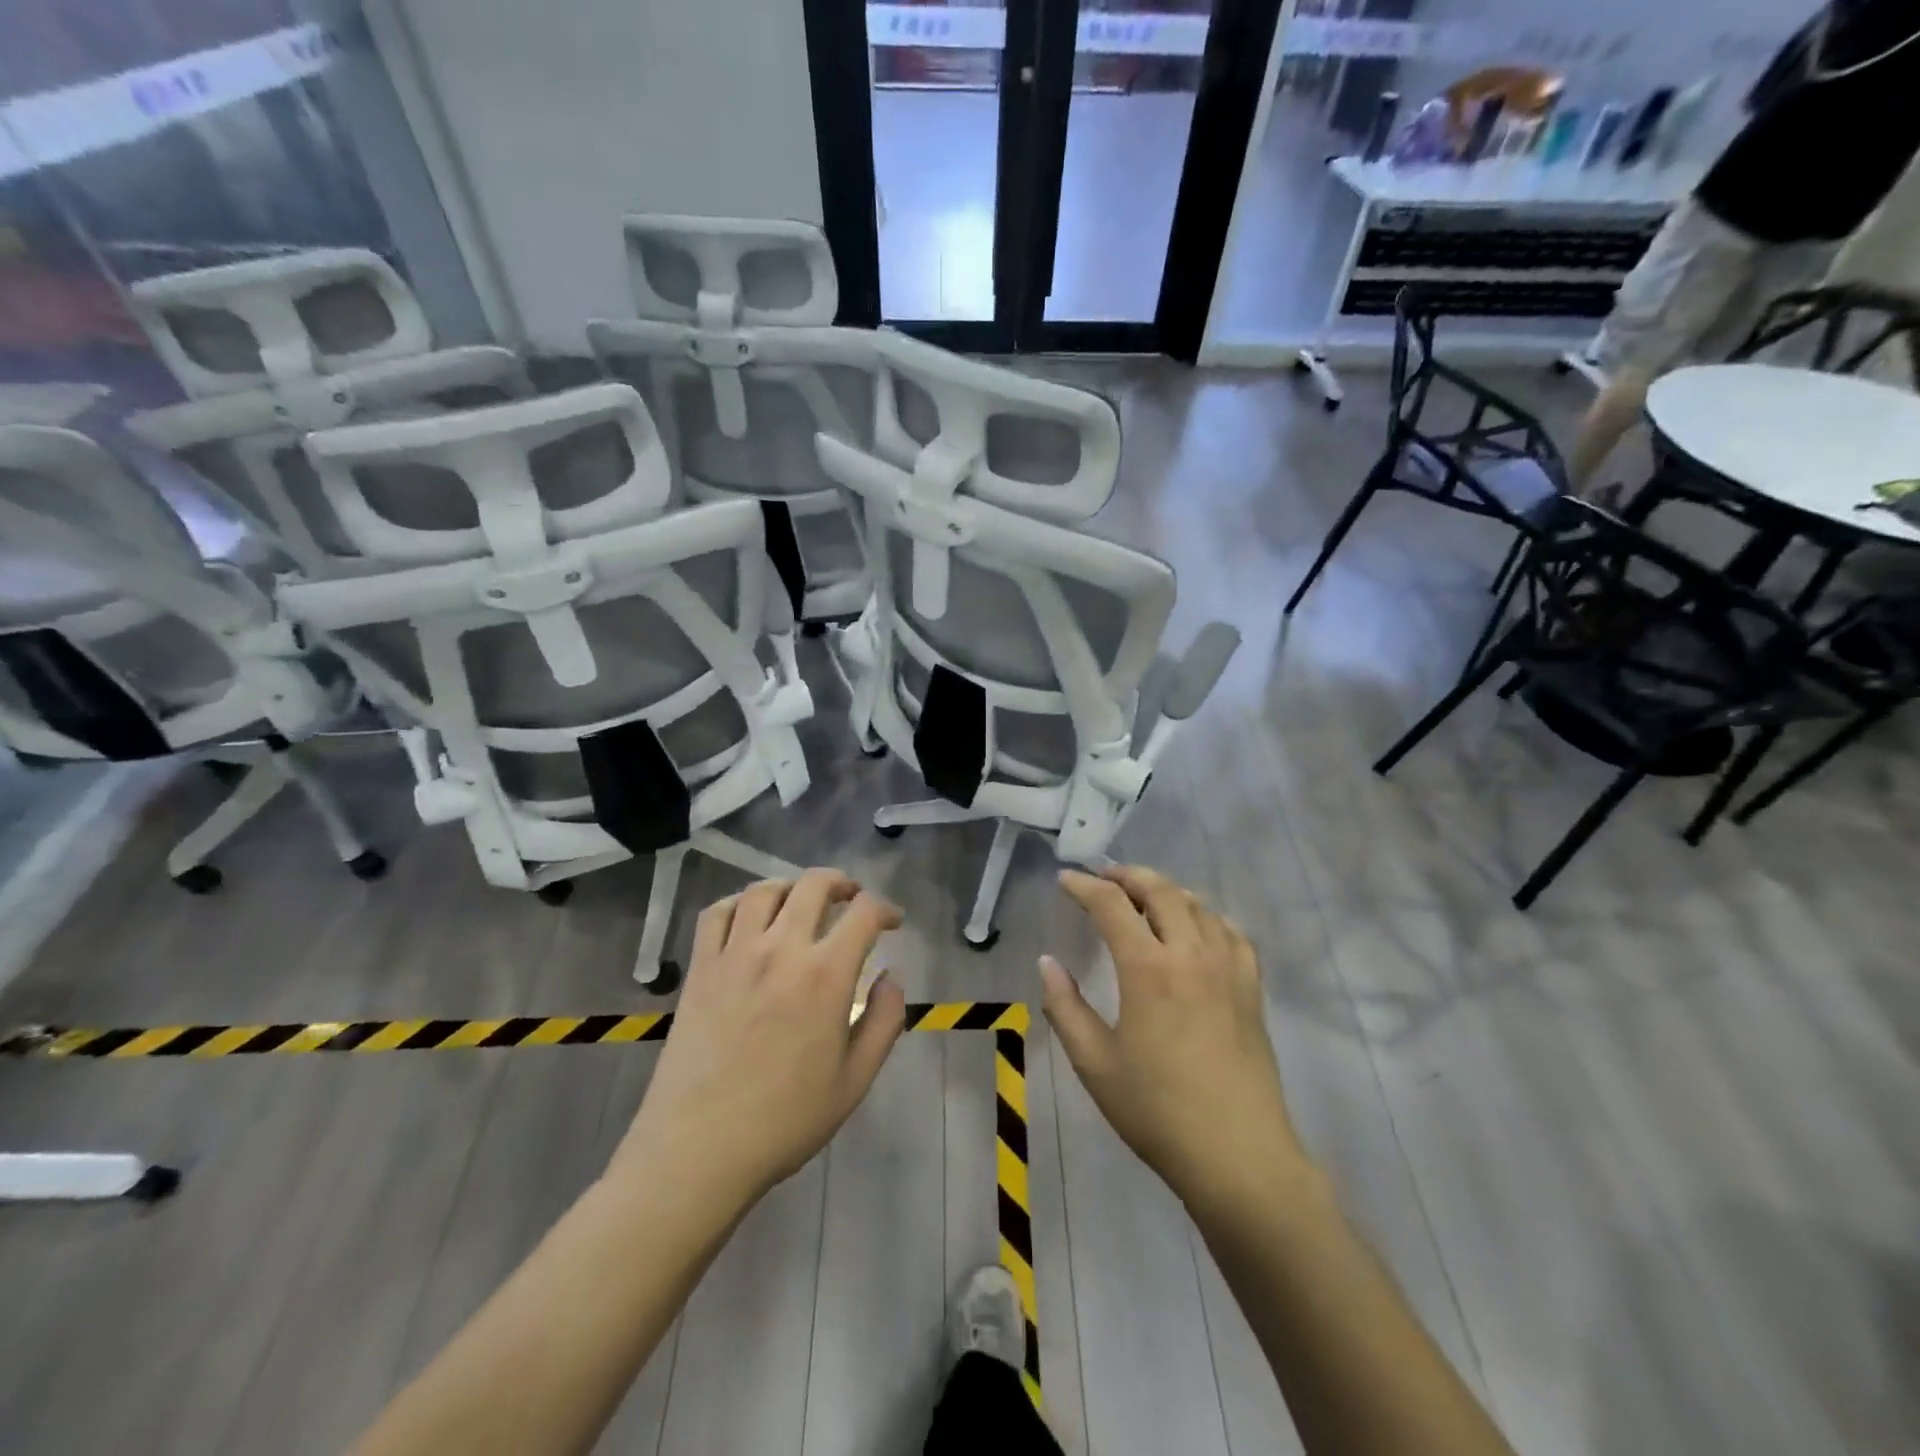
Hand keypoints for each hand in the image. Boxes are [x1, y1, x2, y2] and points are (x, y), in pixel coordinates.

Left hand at [613, 869, 905, 1209]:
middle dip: (841, 883)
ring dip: (791, 887)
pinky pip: (716, 914)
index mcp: (825, 976)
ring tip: (802, 902)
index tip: (892, 921)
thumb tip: (890, 977)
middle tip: (851, 897)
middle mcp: (781, 950)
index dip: (885, 908)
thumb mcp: (855, 1081)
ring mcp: (734, 954)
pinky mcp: (700, 968)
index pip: (864, 914)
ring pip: (764, 891)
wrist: (699, 1149)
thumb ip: (884, 1022)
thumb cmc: (785, 1120)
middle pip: (814, 885)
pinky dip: (738, 903)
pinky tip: (749, 918)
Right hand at [1041, 866, 1309, 1209]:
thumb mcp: (1094, 1063)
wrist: (1238, 1156)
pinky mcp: (1251, 988)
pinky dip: (1206, 917)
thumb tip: (1048, 963)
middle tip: (1104, 878)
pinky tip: (1197, 930)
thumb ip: (1065, 1007)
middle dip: (1128, 875)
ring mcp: (1228, 968)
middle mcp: (1191, 954)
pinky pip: (1230, 932)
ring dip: (1166, 891)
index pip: (1111, 905)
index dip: (1084, 886)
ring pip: (1198, 905)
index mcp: (1148, 969)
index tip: (1065, 880)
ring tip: (1144, 898)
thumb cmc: (1157, 1111)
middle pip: (1161, 890)